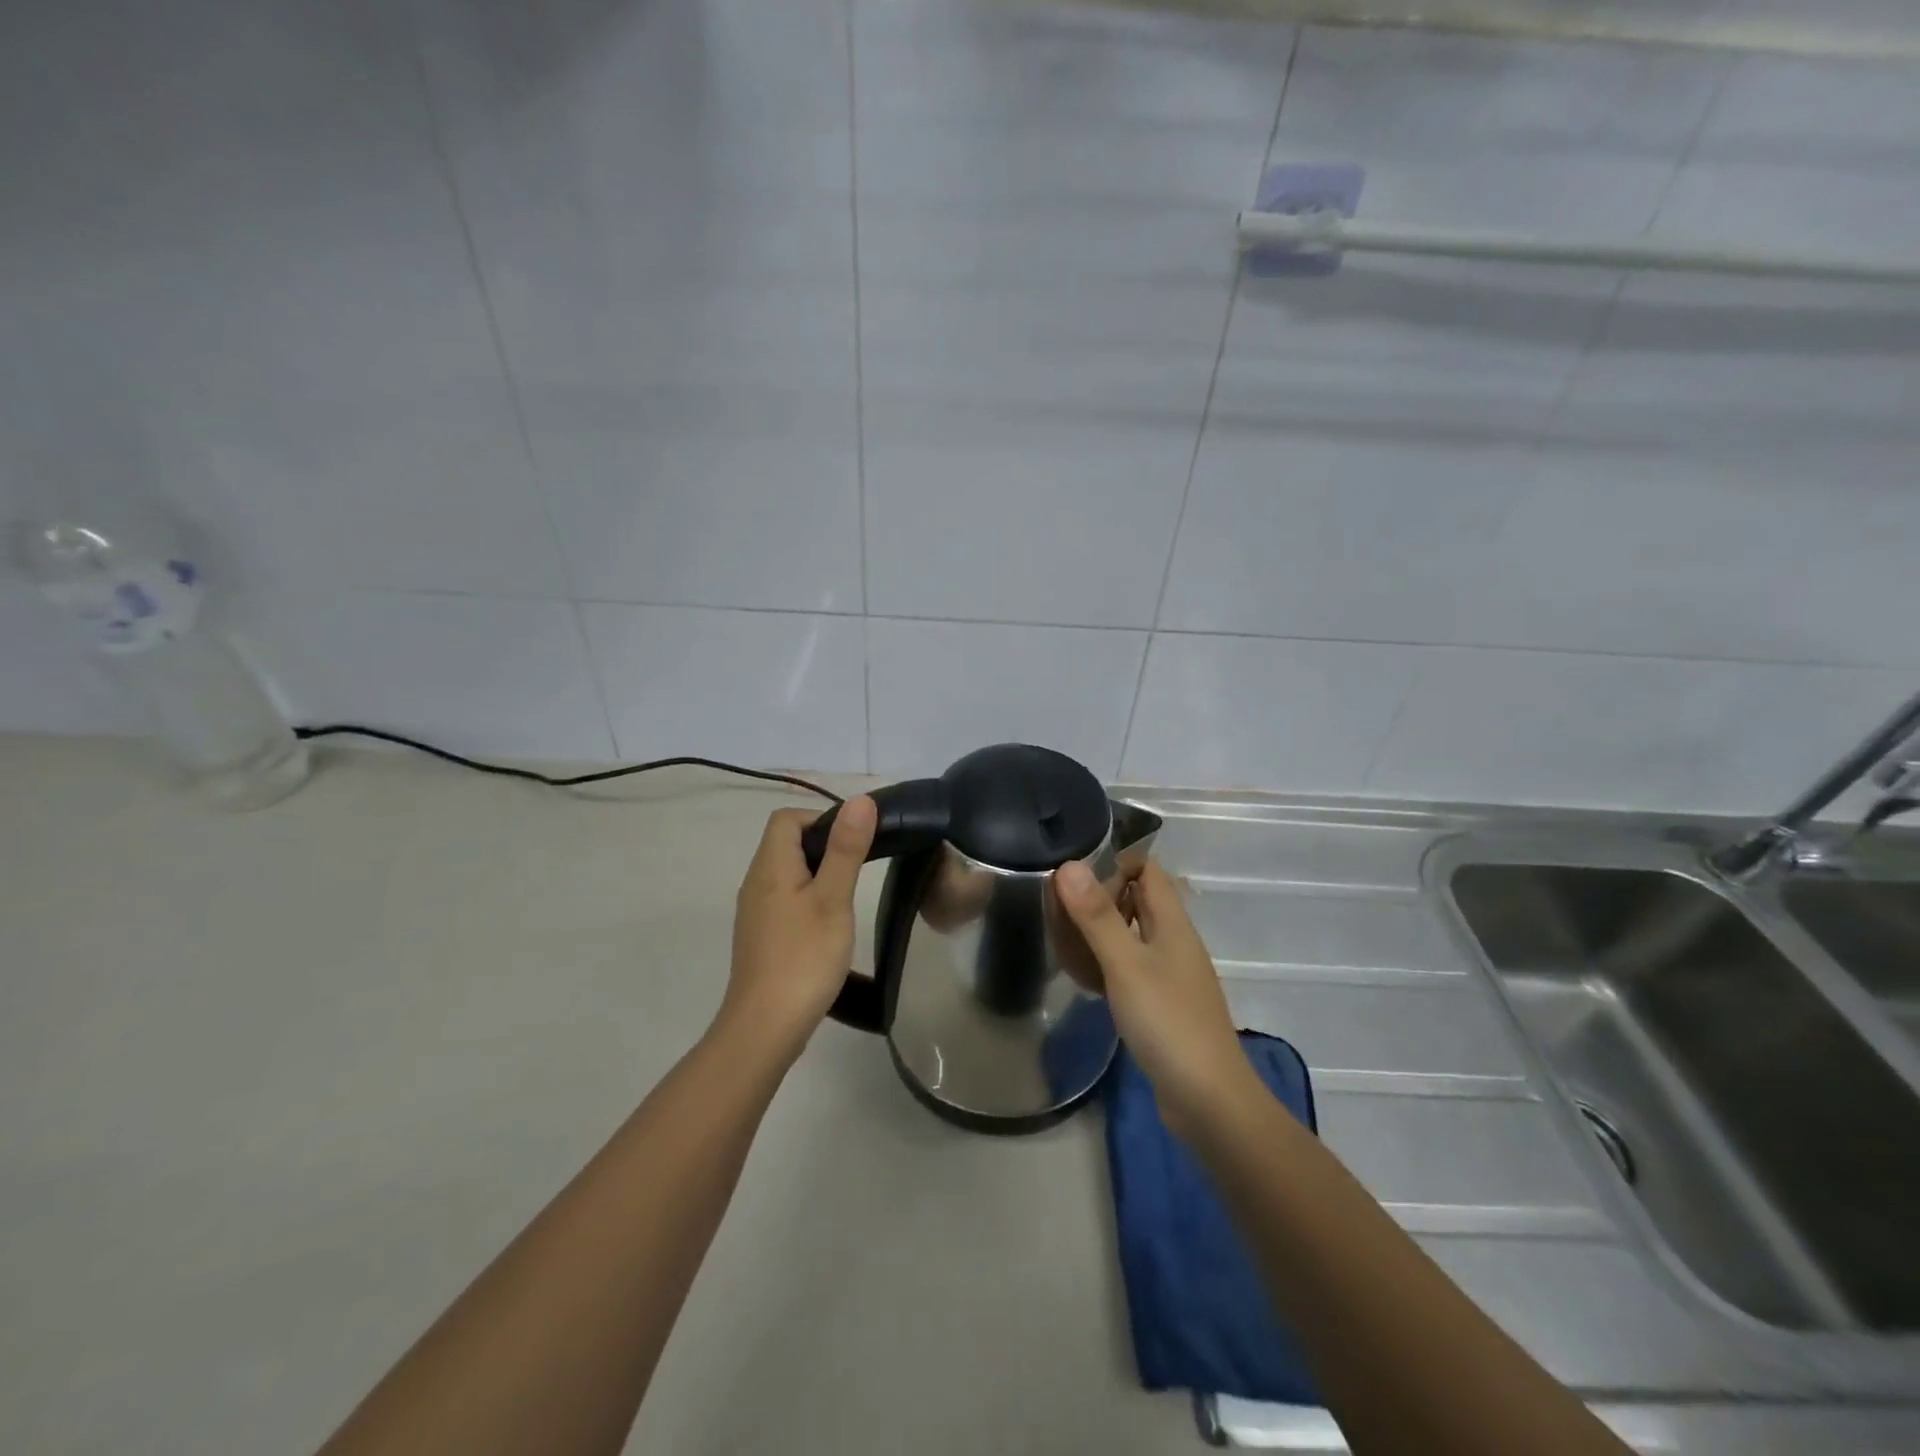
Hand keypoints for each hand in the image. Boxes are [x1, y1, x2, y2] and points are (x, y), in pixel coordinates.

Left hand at [721, 796, 877, 1061]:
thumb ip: (846, 849)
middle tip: (859, 868)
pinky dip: (807, 898)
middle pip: (786, 843)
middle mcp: (756, 882)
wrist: (765, 1027)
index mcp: (770, 866)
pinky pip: (784, 899)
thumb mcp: (833, 899)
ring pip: (786, 872)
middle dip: (823, 845)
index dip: (821, 818)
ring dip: (817, 873)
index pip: (787, 818)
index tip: (853, 841)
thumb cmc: (804, 957)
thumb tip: (860, 800)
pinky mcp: (761, 935)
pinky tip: (827, 924)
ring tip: (847, 896)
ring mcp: (755, 911)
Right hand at [1054, 858, 1255, 1133]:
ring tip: (1063, 943)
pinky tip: (1083, 980)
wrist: (1209, 1101)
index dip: (1113, 863)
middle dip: (1098, 899)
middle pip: (1136, 900)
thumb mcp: (1126, 965)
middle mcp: (1173, 941)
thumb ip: (1097, 916)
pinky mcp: (1162, 1004)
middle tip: (1058, 912)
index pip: (1147, 868)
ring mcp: (1170, 975)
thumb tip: (1069, 864)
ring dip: (1098, 934)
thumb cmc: (1168, 1022)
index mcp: (1172, 923)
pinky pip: (1129, 969)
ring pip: (1130, 936)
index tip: (1074, 878)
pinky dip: (1105, 965)